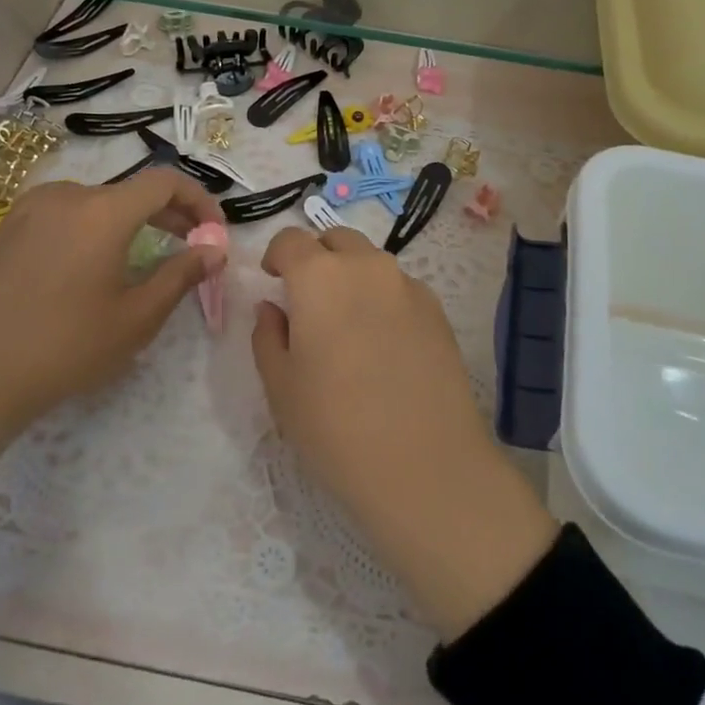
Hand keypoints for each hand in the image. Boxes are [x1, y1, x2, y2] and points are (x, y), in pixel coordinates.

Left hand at [0, 170, 222, 516]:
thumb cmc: (66, 348)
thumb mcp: (137, 317)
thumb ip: (182, 274)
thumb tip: (215, 250)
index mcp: (101, 211)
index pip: (165, 182)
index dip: (199, 200)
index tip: (214, 232)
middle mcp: (67, 195)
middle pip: (132, 190)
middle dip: (170, 213)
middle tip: (192, 245)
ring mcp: (32, 208)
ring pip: (100, 201)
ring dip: (133, 220)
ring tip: (147, 255)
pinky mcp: (11, 227)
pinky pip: (68, 212)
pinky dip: (97, 225)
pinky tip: (97, 261)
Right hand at [252, 226, 556, 639]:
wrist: (425, 465)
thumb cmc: (335, 426)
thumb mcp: (281, 386)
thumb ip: (268, 335)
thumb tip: (273, 308)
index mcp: (320, 276)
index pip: (290, 240)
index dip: (276, 255)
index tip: (272, 281)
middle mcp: (367, 267)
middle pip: (336, 240)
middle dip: (316, 258)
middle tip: (307, 300)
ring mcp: (408, 286)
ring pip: (371, 262)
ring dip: (352, 277)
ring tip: (347, 325)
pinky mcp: (437, 311)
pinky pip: (400, 288)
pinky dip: (383, 299)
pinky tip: (383, 346)